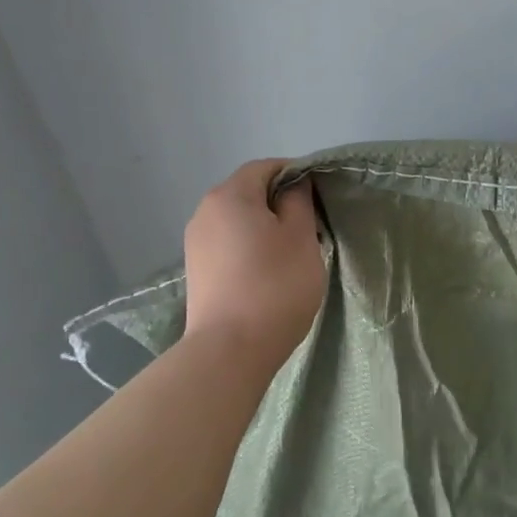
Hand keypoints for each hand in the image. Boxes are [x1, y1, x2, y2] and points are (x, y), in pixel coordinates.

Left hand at [184, 159, 325, 369]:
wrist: (229, 350)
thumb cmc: (274, 285)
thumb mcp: (301, 237)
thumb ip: (299, 201)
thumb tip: (294, 185)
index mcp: (230, 195)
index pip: (266, 167)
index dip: (295, 174)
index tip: (319, 199)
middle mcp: (205, 211)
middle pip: (249, 192)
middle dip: (280, 203)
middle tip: (311, 229)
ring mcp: (196, 243)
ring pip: (239, 220)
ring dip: (265, 228)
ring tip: (291, 255)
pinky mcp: (197, 271)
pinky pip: (229, 244)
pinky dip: (250, 248)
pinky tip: (267, 274)